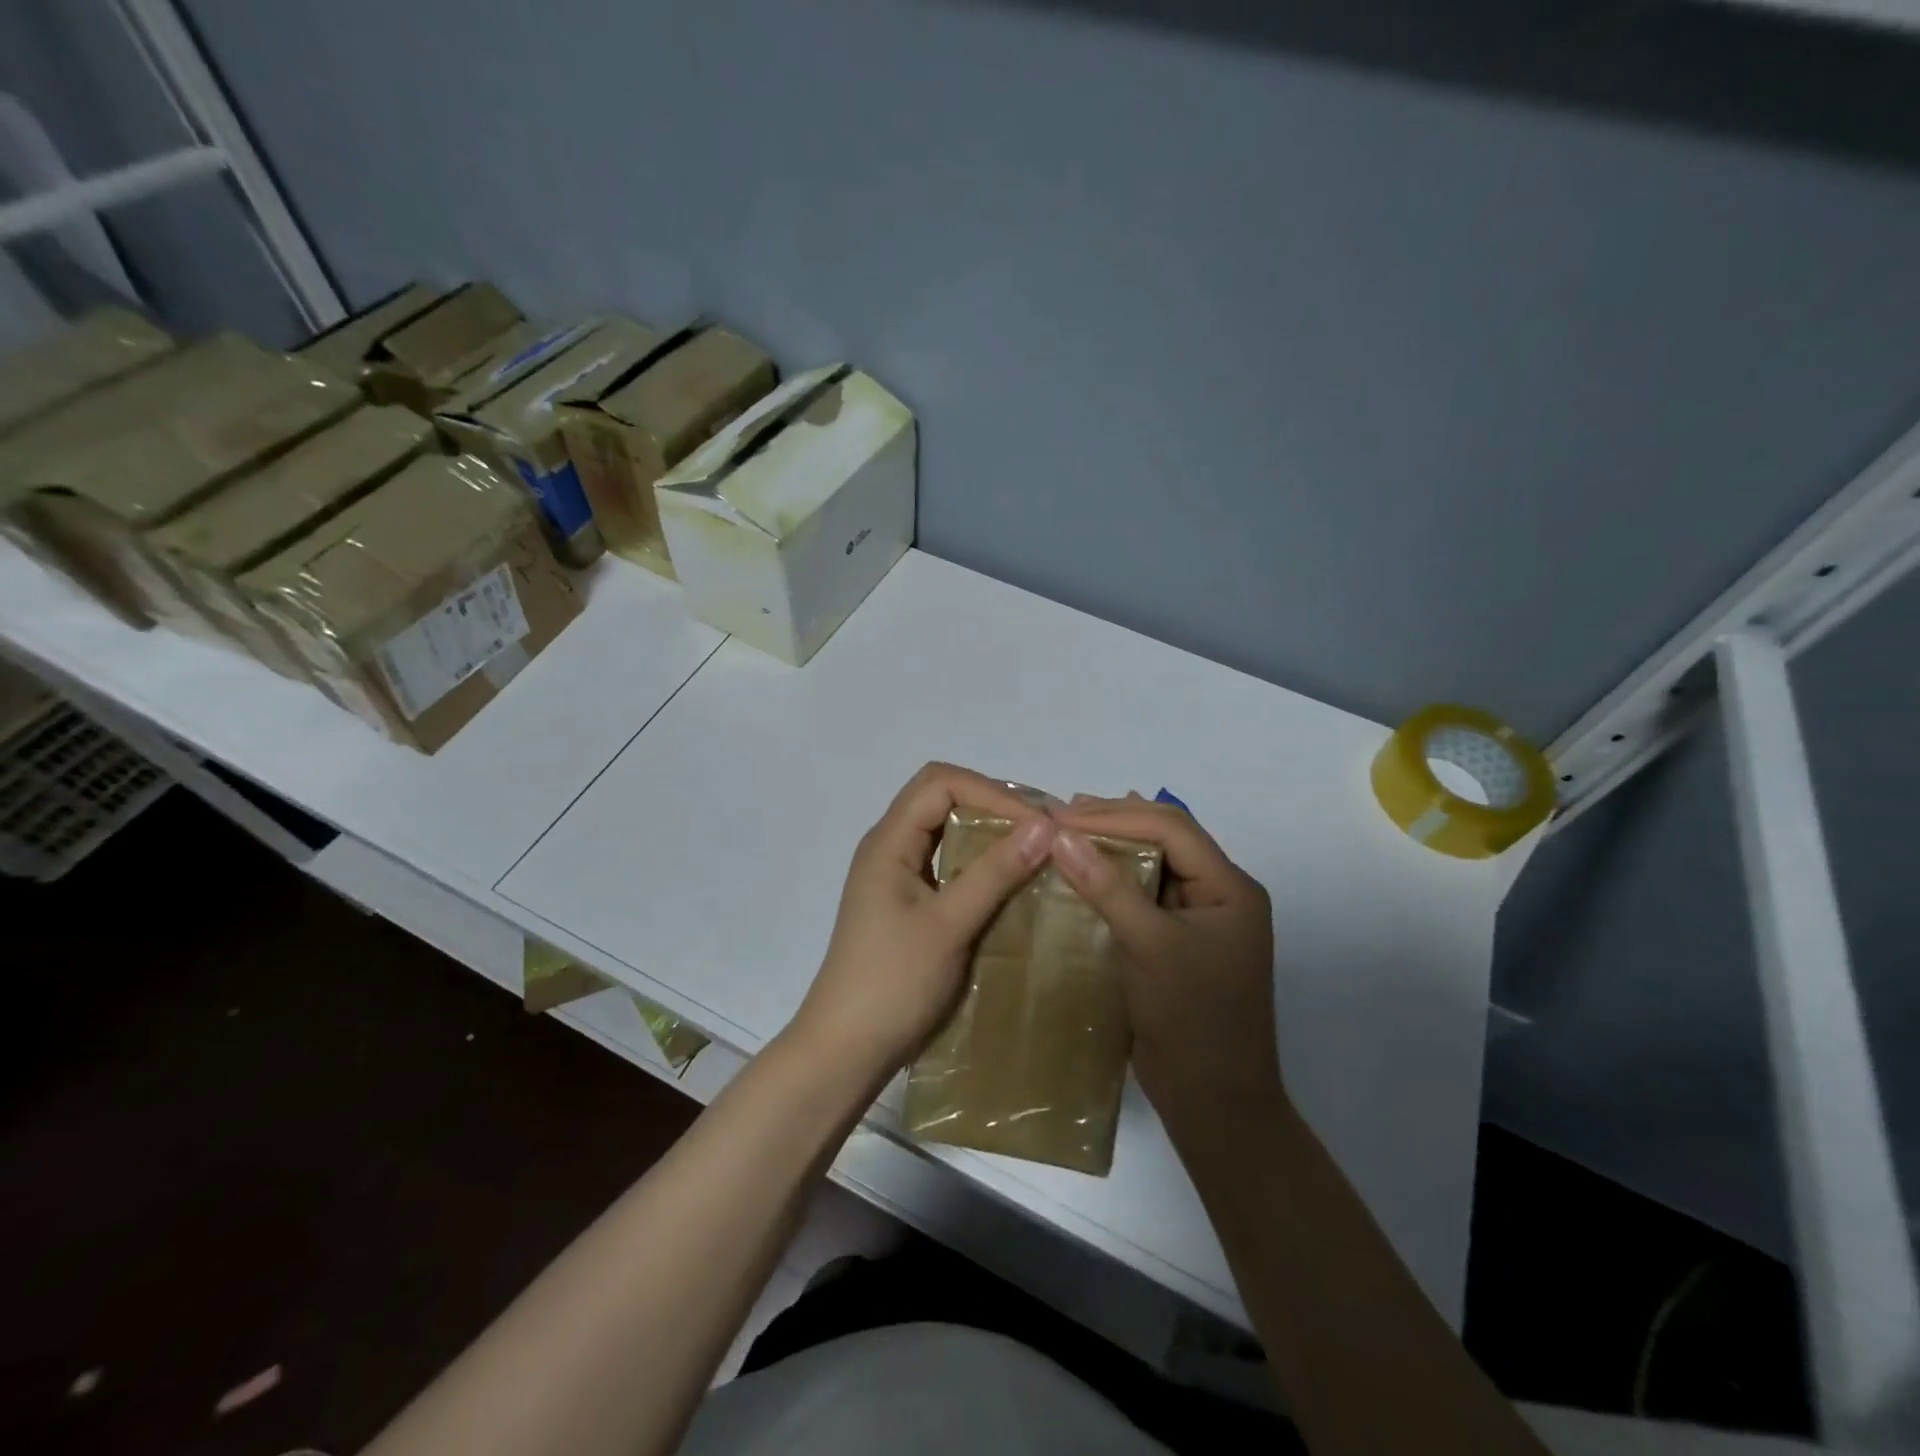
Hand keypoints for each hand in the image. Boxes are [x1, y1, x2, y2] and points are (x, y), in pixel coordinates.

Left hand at [789, 763, 1056, 1083]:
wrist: (846, 1050)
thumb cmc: (893, 983)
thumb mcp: (949, 925)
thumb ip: (994, 873)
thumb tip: (1045, 827)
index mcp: (888, 841)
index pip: (940, 783)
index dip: (991, 791)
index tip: (1038, 823)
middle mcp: (889, 847)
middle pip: (942, 798)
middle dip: (993, 805)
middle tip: (1043, 829)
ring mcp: (896, 876)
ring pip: (945, 831)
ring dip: (988, 833)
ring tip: (1035, 849)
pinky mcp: (907, 903)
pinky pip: (946, 863)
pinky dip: (979, 862)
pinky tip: (1010, 882)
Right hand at [1049, 795, 1280, 1123]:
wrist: (1213, 1100)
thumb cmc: (1190, 1018)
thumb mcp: (1148, 945)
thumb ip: (1107, 886)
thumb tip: (1060, 836)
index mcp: (1229, 887)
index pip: (1171, 829)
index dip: (1115, 815)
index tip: (1061, 816)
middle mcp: (1220, 893)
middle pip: (1167, 837)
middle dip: (1114, 821)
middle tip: (1060, 813)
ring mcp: (1200, 917)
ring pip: (1154, 862)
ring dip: (1113, 844)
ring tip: (1067, 829)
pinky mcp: (1178, 940)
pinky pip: (1145, 894)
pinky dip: (1114, 877)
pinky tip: (1085, 870)